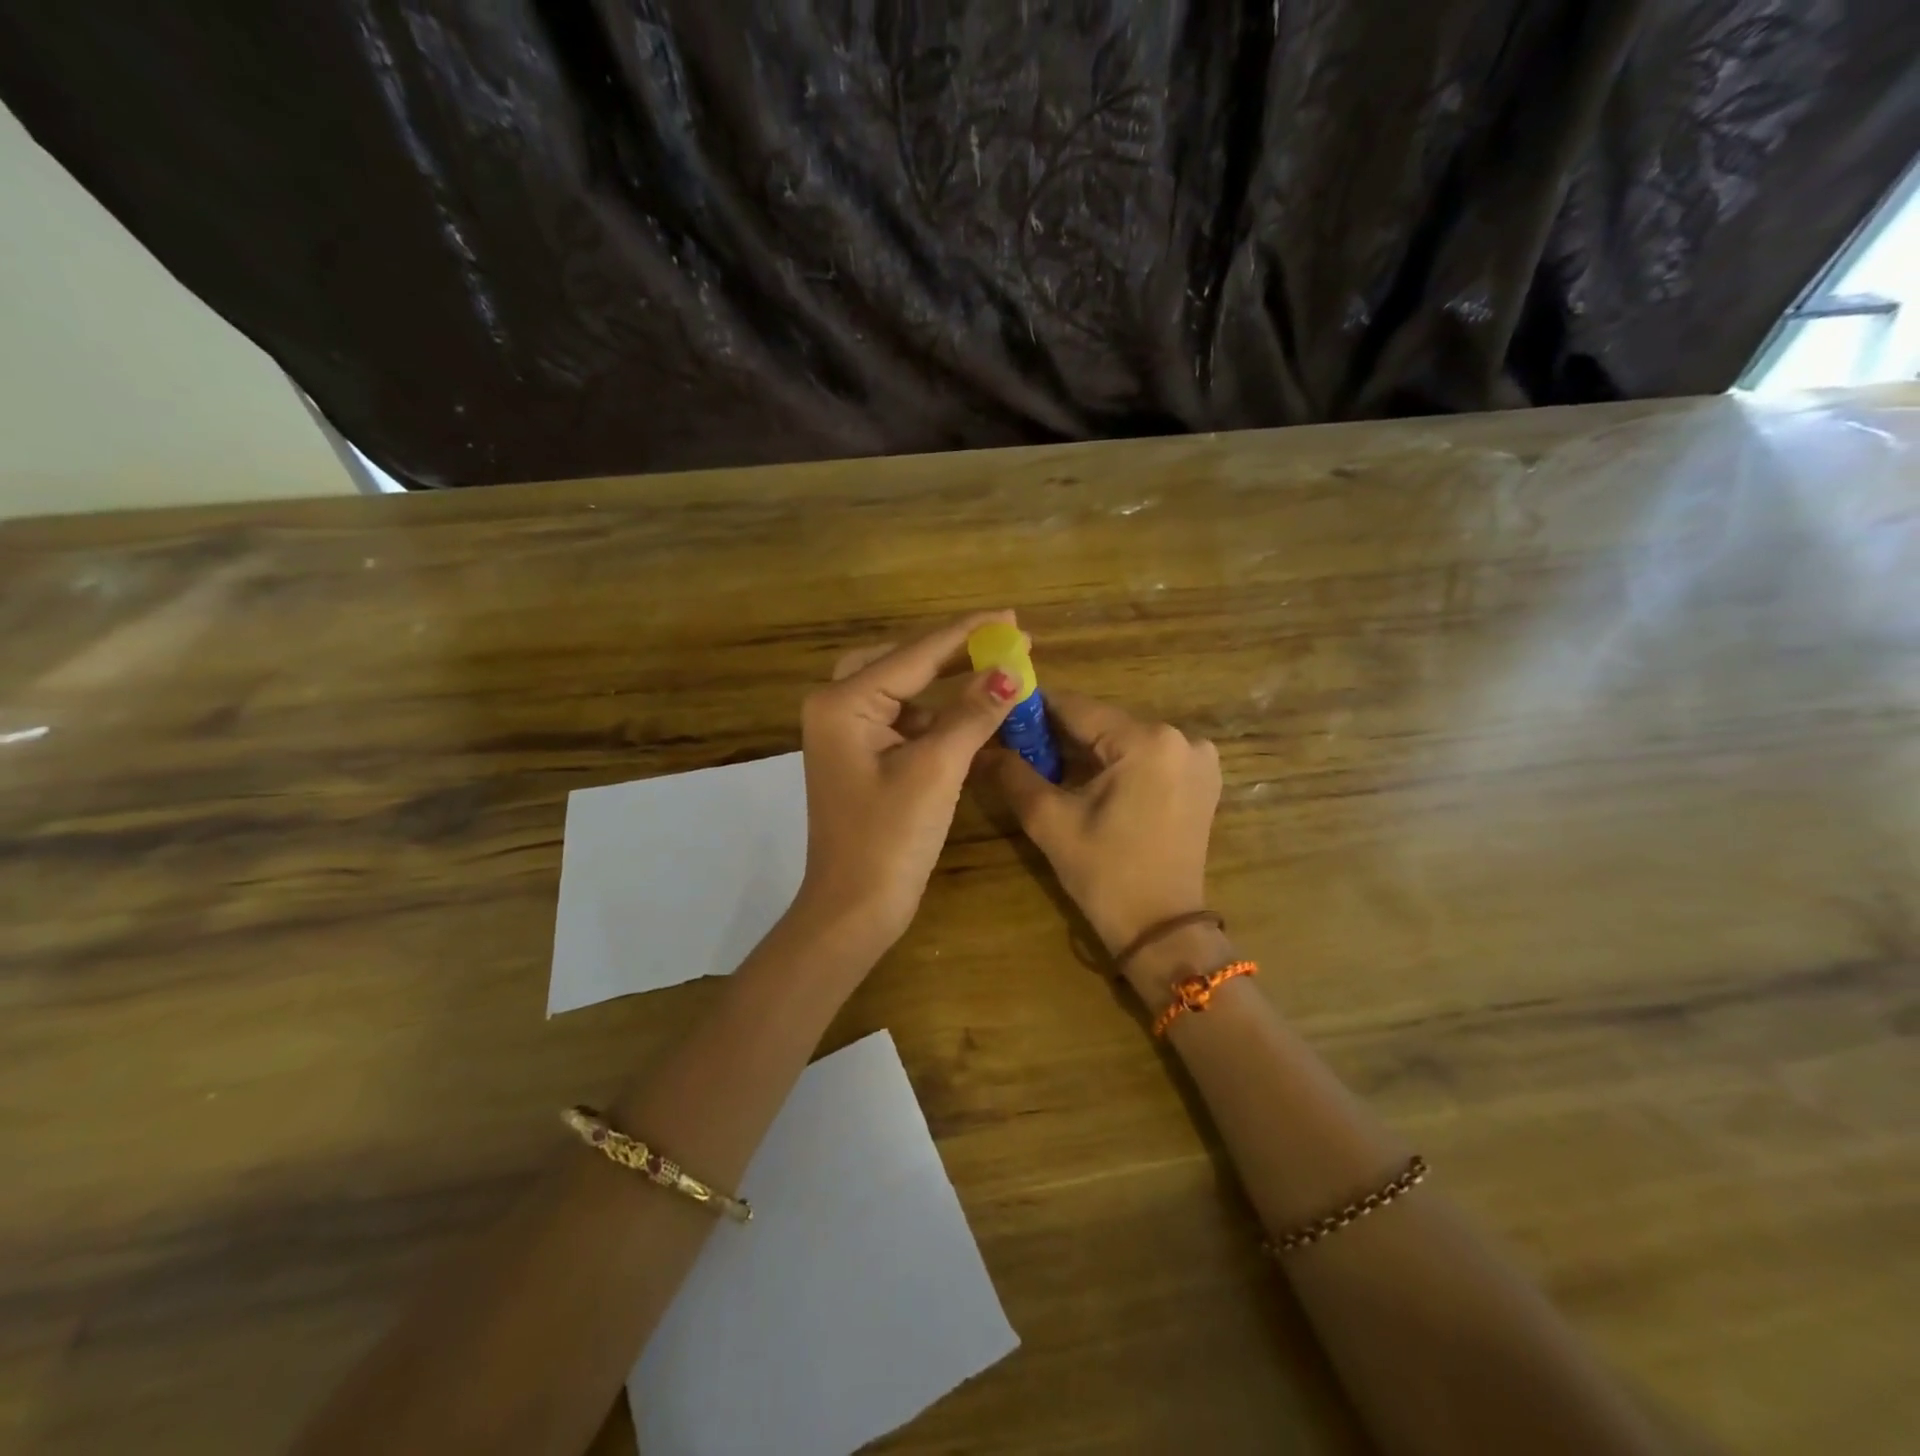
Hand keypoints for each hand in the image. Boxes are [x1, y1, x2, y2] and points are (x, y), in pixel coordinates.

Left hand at [789, 612, 1022, 965]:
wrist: (854, 909)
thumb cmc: (889, 838)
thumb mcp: (936, 769)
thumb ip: (972, 713)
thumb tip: (1011, 670)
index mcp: (844, 702)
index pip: (916, 654)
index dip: (969, 634)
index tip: (1013, 617)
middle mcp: (836, 707)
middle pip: (903, 661)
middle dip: (954, 651)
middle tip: (1003, 639)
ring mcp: (846, 734)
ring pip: (902, 689)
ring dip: (946, 682)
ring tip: (994, 669)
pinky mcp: (860, 757)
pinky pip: (902, 720)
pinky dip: (936, 715)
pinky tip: (971, 714)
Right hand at [988, 689, 1221, 963]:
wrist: (1162, 930)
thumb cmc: (1105, 874)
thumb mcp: (1051, 821)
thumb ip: (1013, 775)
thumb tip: (979, 747)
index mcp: (1148, 741)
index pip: (1078, 708)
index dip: (1035, 709)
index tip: (1001, 713)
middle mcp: (1182, 738)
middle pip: (1103, 723)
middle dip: (1059, 734)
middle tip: (1016, 746)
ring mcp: (1198, 758)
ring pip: (1123, 740)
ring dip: (1086, 750)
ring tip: (1044, 765)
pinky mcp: (1201, 778)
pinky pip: (1146, 757)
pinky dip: (1115, 763)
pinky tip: (1086, 782)